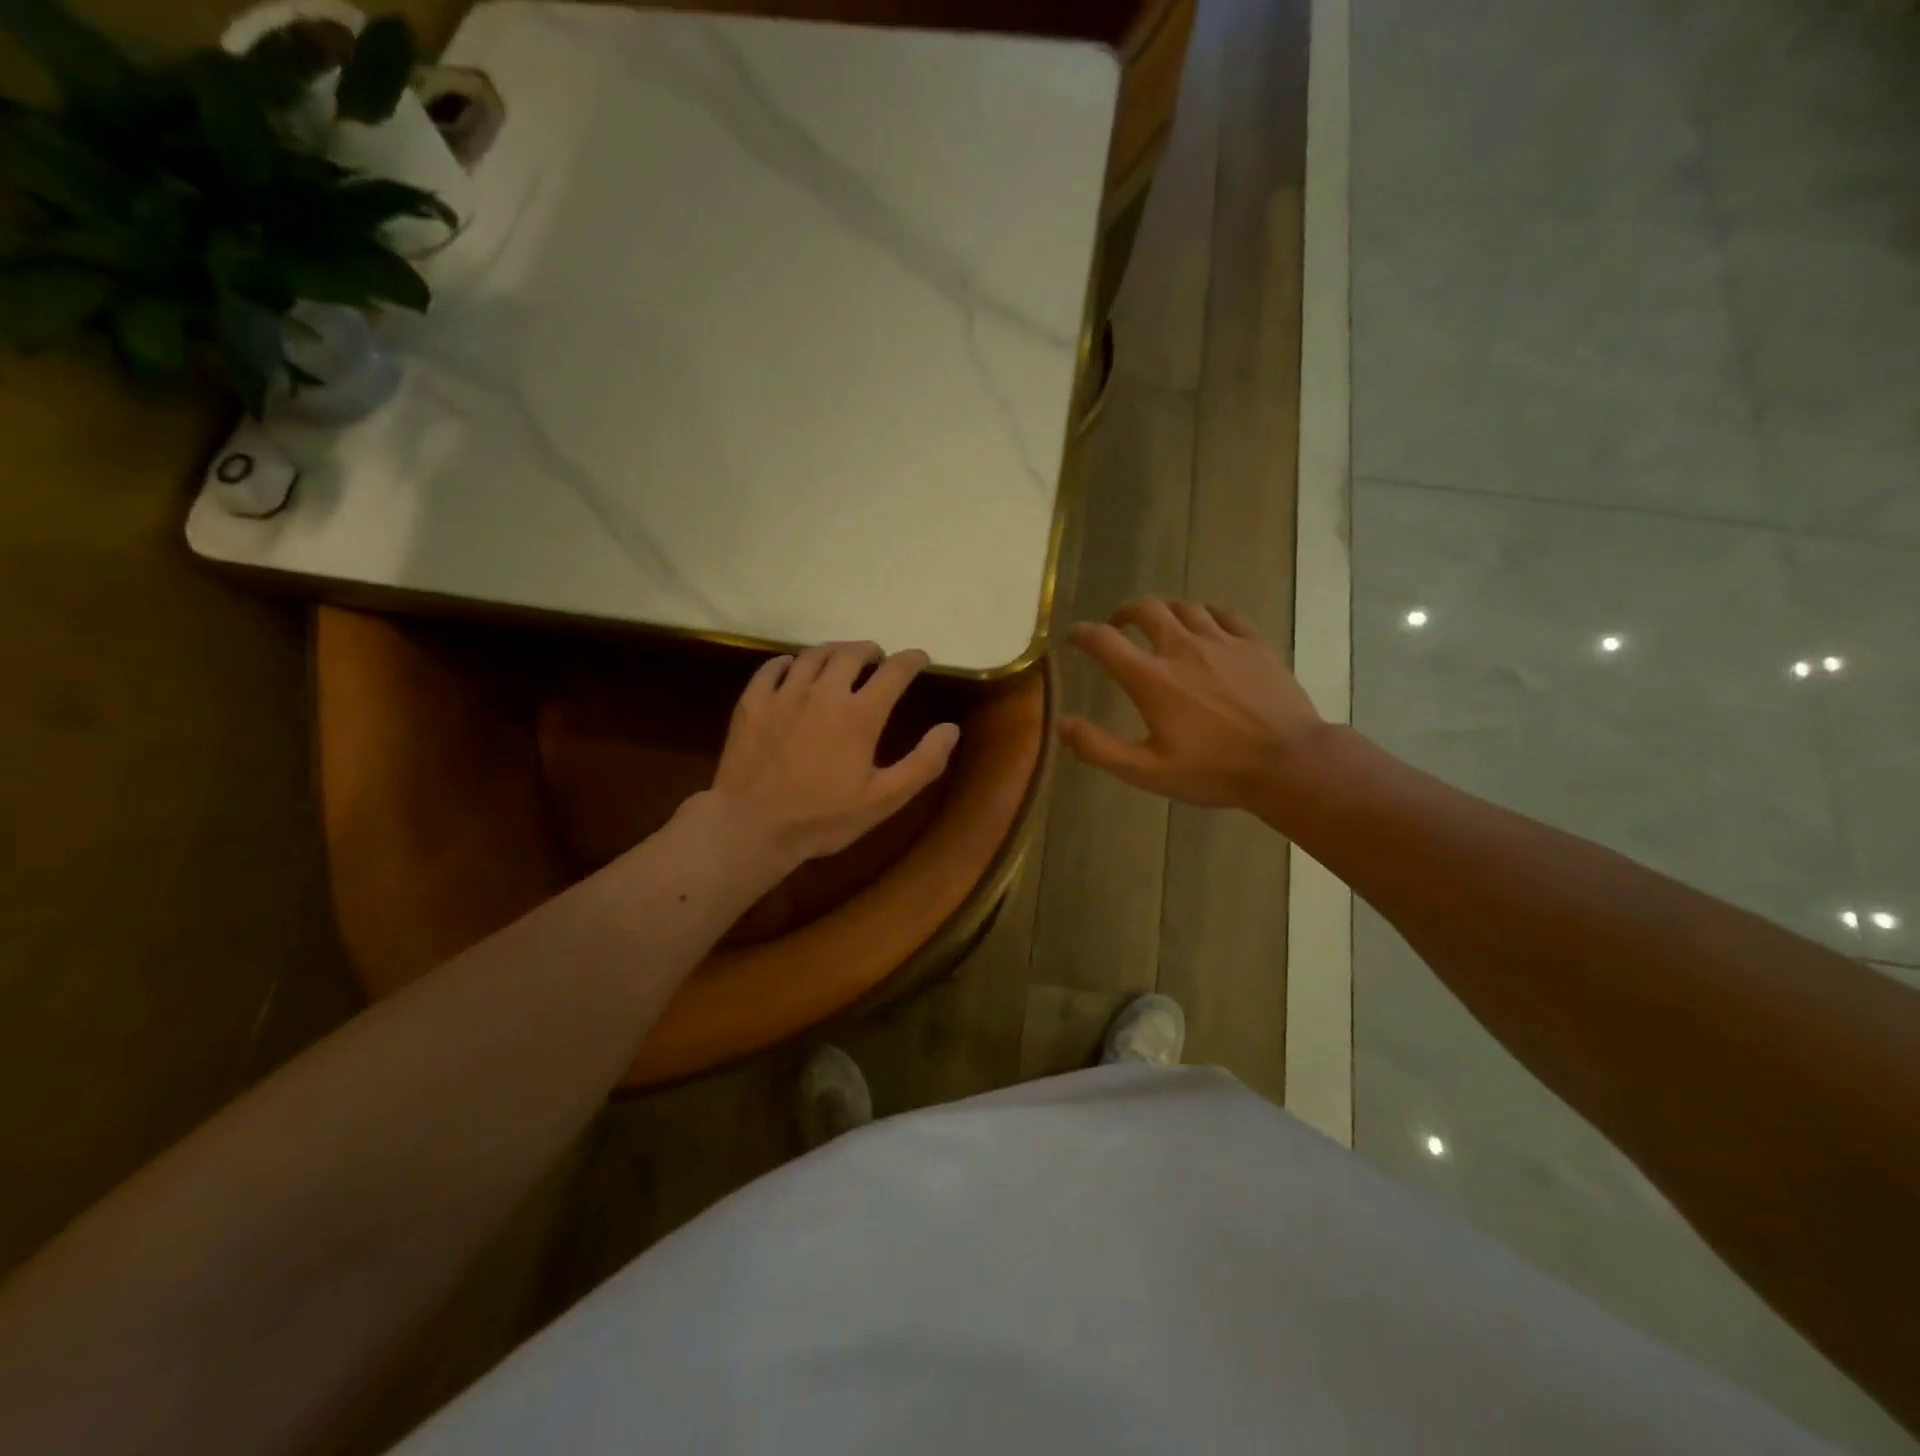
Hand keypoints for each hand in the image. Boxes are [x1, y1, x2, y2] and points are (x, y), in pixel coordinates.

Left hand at [707, 641, 960, 868]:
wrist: (751, 828)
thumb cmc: (823, 818)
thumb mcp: (883, 800)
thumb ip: (922, 763)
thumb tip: (951, 729)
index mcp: (859, 715)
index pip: (894, 671)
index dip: (911, 660)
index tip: (919, 658)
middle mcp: (823, 692)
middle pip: (851, 653)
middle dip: (870, 650)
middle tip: (877, 658)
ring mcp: (784, 694)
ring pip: (813, 655)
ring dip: (833, 652)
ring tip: (840, 660)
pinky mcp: (752, 702)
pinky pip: (772, 667)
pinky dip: (789, 662)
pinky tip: (792, 669)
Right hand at [1059, 597, 1323, 809]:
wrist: (1288, 763)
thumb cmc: (1214, 771)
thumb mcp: (1147, 772)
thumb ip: (1099, 748)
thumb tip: (1061, 724)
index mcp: (1152, 678)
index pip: (1104, 641)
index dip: (1082, 634)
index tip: (1074, 637)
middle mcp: (1182, 648)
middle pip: (1146, 609)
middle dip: (1124, 612)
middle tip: (1118, 624)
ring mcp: (1222, 641)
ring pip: (1185, 607)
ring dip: (1164, 612)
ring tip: (1160, 624)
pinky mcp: (1254, 644)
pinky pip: (1225, 614)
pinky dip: (1206, 614)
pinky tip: (1206, 625)